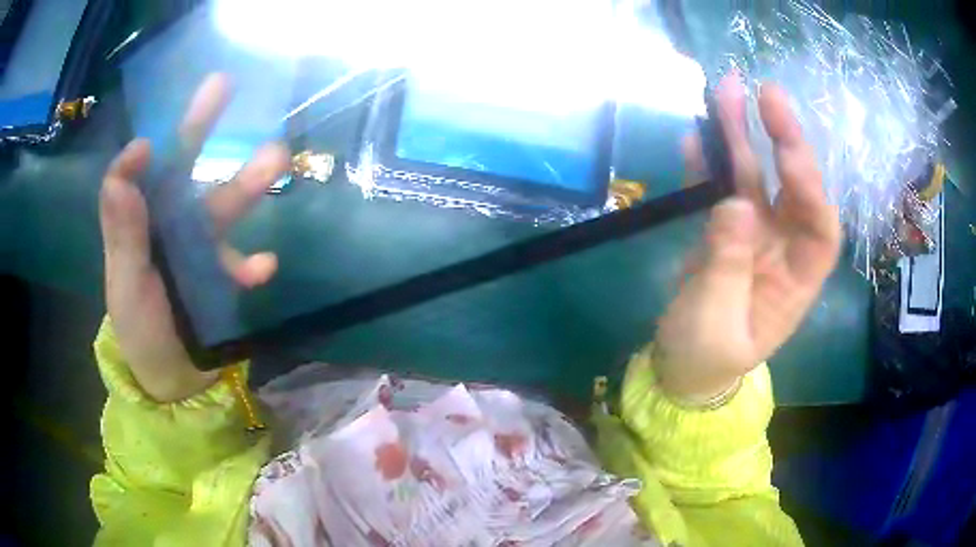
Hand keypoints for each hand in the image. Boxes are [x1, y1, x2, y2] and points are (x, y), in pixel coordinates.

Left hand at [99, 74, 289, 401]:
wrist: (171, 377)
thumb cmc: (139, 330)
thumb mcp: (125, 284)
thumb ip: (123, 230)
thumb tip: (131, 158)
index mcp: (138, 222)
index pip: (134, 175)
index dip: (140, 156)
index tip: (149, 146)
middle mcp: (167, 222)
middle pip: (183, 166)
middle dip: (201, 126)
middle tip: (223, 83)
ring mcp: (199, 246)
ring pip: (222, 205)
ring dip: (247, 183)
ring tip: (276, 158)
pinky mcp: (223, 273)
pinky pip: (241, 261)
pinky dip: (252, 263)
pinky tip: (265, 267)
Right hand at [654, 75, 841, 401]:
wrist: (682, 367)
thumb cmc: (706, 359)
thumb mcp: (716, 324)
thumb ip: (727, 267)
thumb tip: (735, 204)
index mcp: (796, 281)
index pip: (821, 229)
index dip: (811, 190)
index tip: (787, 154)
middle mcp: (782, 248)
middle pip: (792, 189)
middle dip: (784, 141)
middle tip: (767, 94)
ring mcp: (751, 234)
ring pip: (754, 177)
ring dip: (743, 135)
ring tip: (727, 90)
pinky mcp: (722, 228)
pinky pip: (719, 188)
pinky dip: (709, 162)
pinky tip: (699, 134)